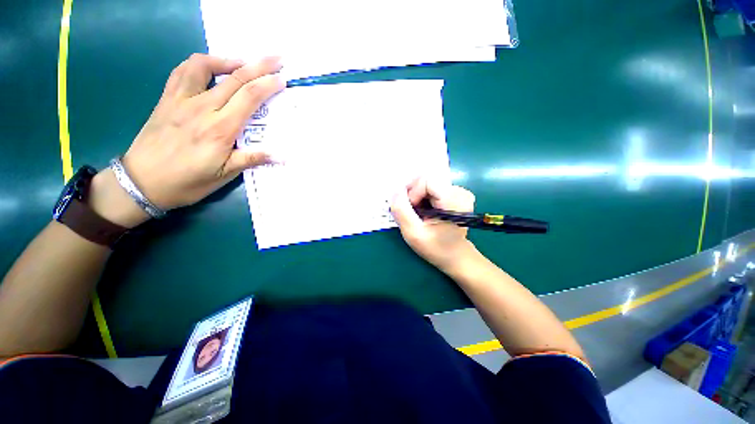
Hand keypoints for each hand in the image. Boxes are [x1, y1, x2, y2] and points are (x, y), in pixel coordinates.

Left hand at [92, 54, 284, 226]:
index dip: (268, 85)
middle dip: (259, 65)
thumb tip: (282, 155)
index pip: (249, 98)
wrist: (142, 182)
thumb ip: (252, 159)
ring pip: (205, 66)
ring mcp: (181, 100)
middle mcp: (202, 108)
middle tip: (276, 59)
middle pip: (235, 78)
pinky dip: (199, 63)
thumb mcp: (224, 175)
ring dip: (229, 59)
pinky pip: (182, 71)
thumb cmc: (188, 182)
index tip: (282, 79)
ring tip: (243, 62)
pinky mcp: (167, 99)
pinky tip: (210, 67)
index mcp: (220, 129)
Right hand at [390, 178, 478, 272]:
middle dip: (413, 194)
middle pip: (426, 180)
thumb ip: (401, 210)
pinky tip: (425, 210)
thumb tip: (395, 190)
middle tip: (412, 212)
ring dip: (417, 196)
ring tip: (419, 213)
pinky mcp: (455, 193)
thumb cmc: (435, 247)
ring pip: (427, 182)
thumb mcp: (413, 233)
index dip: (413, 192)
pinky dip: (423, 197)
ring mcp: (459, 192)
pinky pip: (432, 186)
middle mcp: (460, 192)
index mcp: (454, 202)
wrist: (455, 255)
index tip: (411, 209)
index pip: (426, 180)